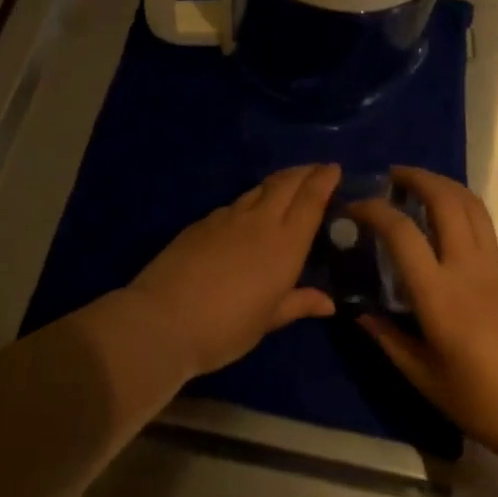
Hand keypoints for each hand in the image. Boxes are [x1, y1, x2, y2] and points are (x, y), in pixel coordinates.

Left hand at [130, 164, 339, 378]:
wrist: (163, 319)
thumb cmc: (226, 328)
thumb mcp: (267, 320)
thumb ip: (298, 303)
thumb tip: (328, 302)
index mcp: (285, 244)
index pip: (310, 199)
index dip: (324, 179)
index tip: (333, 168)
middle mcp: (260, 221)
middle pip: (286, 183)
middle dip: (304, 172)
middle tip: (316, 170)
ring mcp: (228, 217)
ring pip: (260, 188)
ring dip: (278, 182)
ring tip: (287, 185)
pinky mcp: (203, 221)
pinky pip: (235, 203)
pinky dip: (251, 199)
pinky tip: (248, 212)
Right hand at [353, 168, 497, 473]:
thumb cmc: (485, 403)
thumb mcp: (426, 380)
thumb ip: (389, 341)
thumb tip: (359, 314)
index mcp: (440, 296)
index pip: (402, 234)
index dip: (375, 211)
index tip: (355, 206)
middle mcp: (468, 268)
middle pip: (445, 201)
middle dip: (417, 177)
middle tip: (392, 176)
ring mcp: (495, 266)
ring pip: (470, 205)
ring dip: (443, 184)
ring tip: (419, 186)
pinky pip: (483, 225)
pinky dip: (459, 208)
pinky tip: (445, 224)